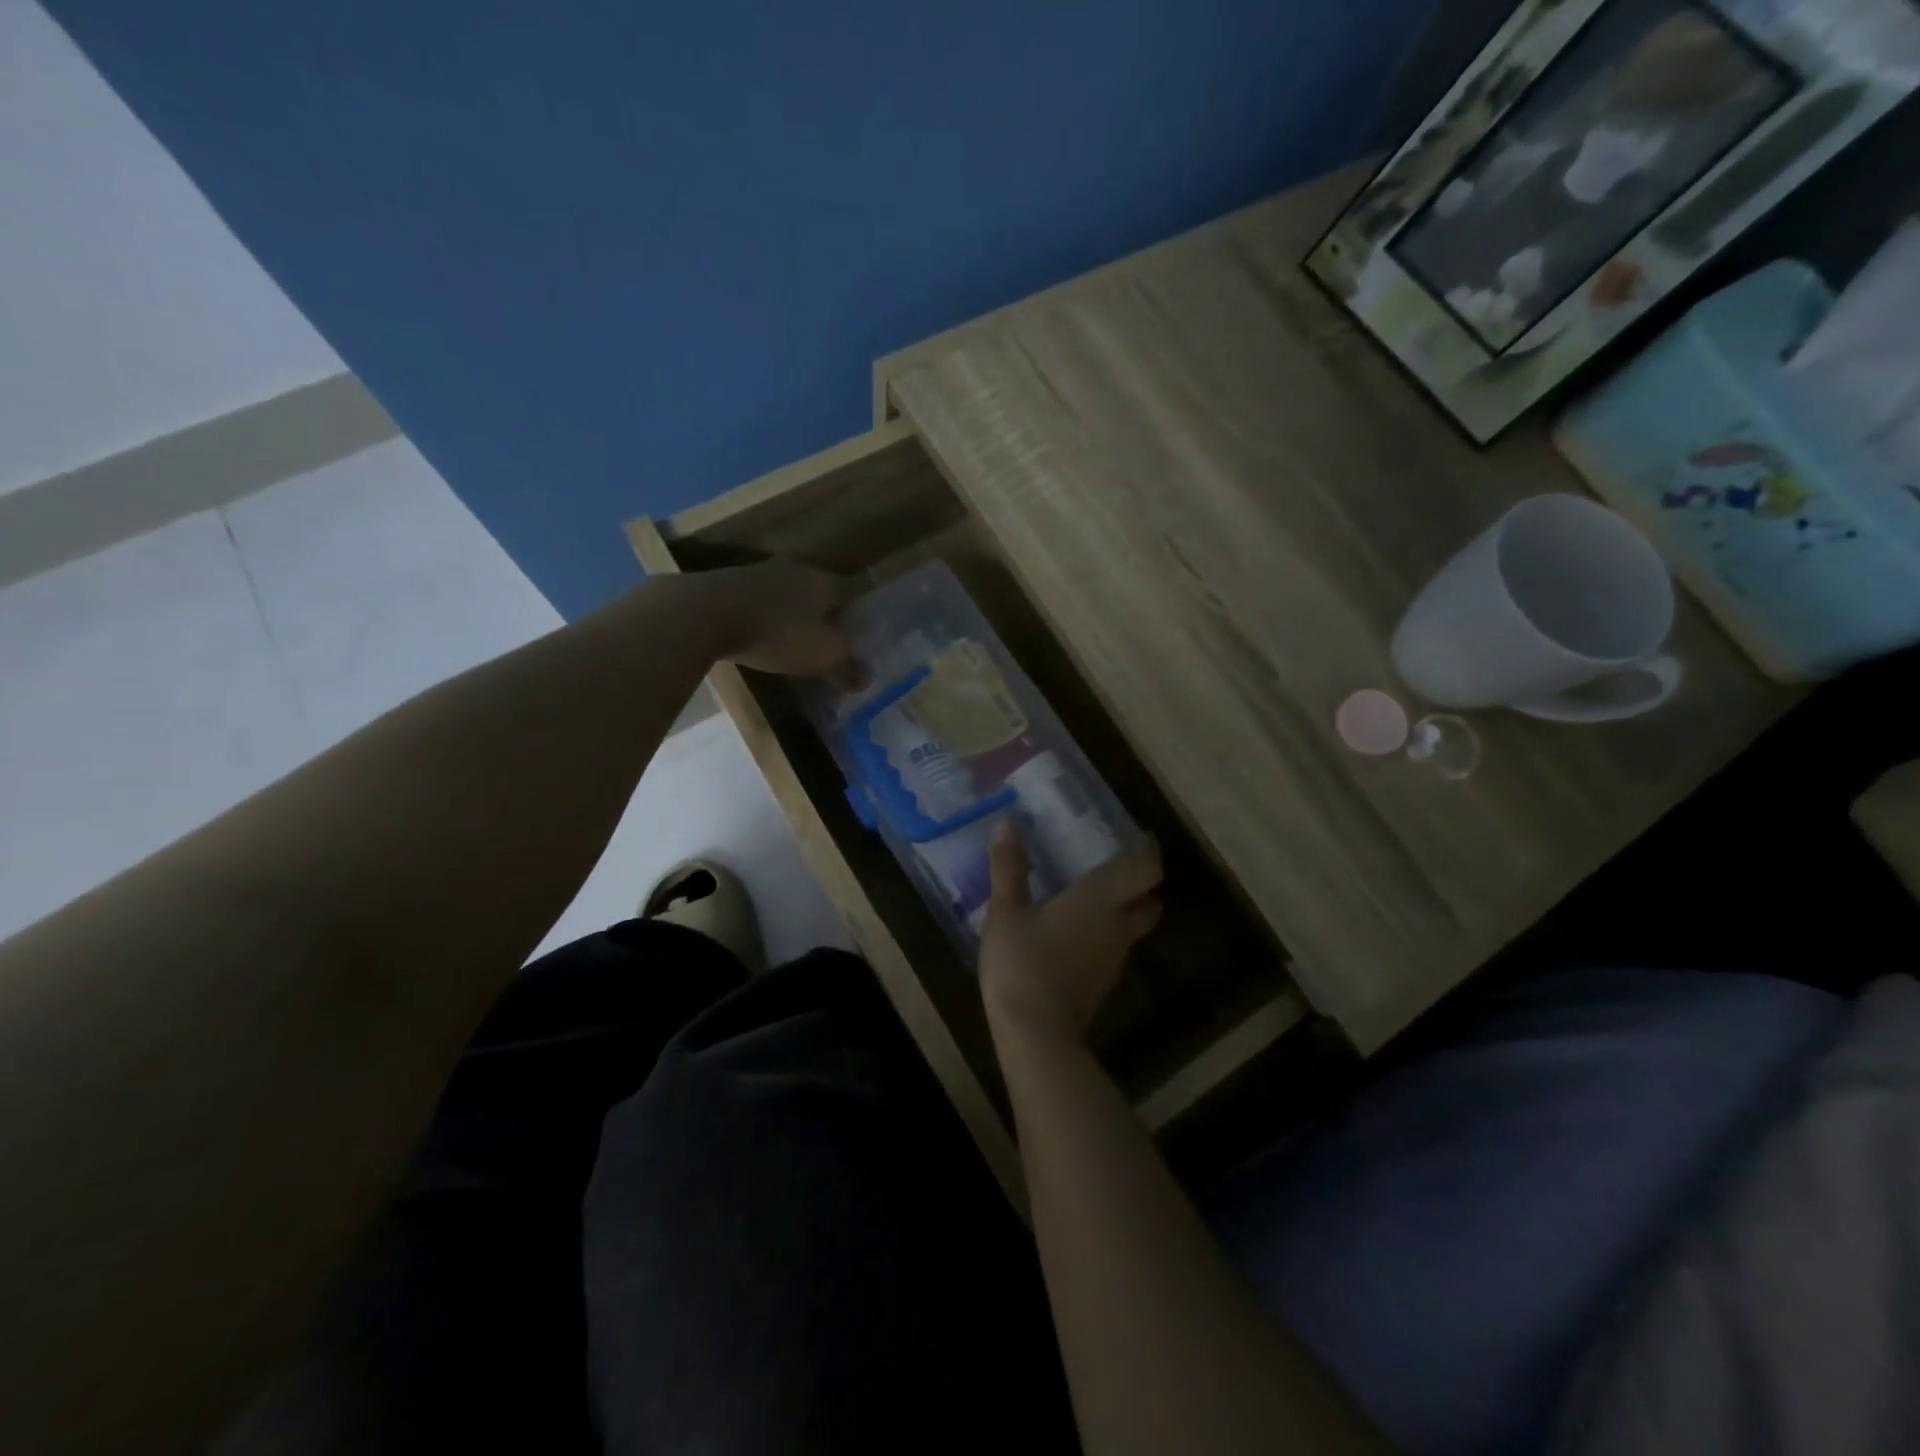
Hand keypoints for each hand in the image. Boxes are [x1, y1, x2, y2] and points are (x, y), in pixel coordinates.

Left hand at [700, 559, 865, 686]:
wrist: (704, 613)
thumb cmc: (777, 633)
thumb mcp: (822, 657)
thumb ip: (847, 667)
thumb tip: (865, 680)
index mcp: (824, 581)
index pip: (851, 593)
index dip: (854, 618)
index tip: (852, 641)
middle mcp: (795, 569)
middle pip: (817, 592)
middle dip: (821, 617)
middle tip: (821, 644)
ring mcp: (758, 571)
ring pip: (786, 595)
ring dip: (789, 615)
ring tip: (787, 642)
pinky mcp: (728, 581)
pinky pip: (757, 601)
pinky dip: (762, 617)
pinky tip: (755, 636)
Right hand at [980, 820, 1162, 1046]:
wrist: (1036, 1035)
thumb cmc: (1022, 963)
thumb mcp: (1006, 912)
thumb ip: (1008, 867)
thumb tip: (1006, 822)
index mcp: (1101, 900)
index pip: (1146, 868)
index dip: (1148, 850)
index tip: (1140, 836)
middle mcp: (1118, 926)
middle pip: (1150, 901)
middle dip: (1141, 885)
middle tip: (1115, 869)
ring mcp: (1113, 960)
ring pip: (1132, 929)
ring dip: (1122, 912)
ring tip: (1091, 899)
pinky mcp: (1102, 985)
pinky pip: (1113, 950)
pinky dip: (1104, 937)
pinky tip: (1074, 935)